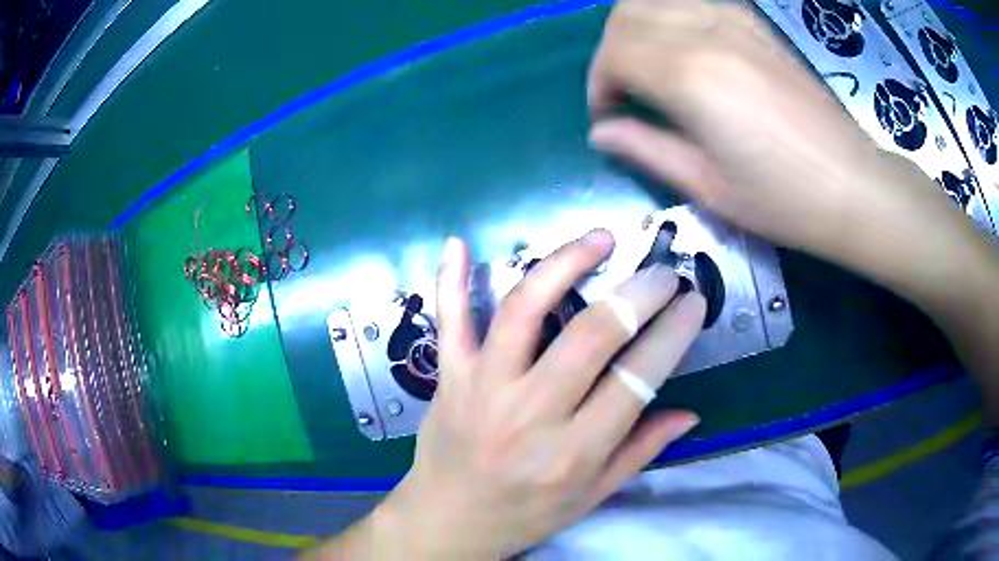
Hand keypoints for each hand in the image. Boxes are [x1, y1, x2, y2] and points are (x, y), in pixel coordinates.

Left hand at [361, 233, 704, 558]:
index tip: (693, 301)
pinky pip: (449, 321)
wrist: (448, 522)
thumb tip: (691, 413)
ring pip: (523, 311)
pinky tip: (459, 243)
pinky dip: (451, 281)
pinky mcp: (448, 377)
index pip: (636, 379)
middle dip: (637, 294)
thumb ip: (641, 451)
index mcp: (573, 452)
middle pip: (590, 336)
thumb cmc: (525, 515)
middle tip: (663, 272)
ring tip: (599, 239)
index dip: (672, 333)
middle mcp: (530, 414)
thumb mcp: (592, 496)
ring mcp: (482, 388)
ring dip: (564, 265)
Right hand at [587, 0, 964, 271]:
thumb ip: (645, 149)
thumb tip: (602, 133)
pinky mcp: (754, 22)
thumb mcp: (707, 186)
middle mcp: (705, 32)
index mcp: (690, 76)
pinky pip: (691, 1)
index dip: (599, 85)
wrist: (852, 185)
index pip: (614, 54)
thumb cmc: (783, 200)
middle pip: (626, 15)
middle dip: (610, 51)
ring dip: (636, 28)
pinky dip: (670, 17)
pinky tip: (684, 50)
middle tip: (624, 92)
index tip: (608, 117)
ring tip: (648, 68)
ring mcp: (734, 19)